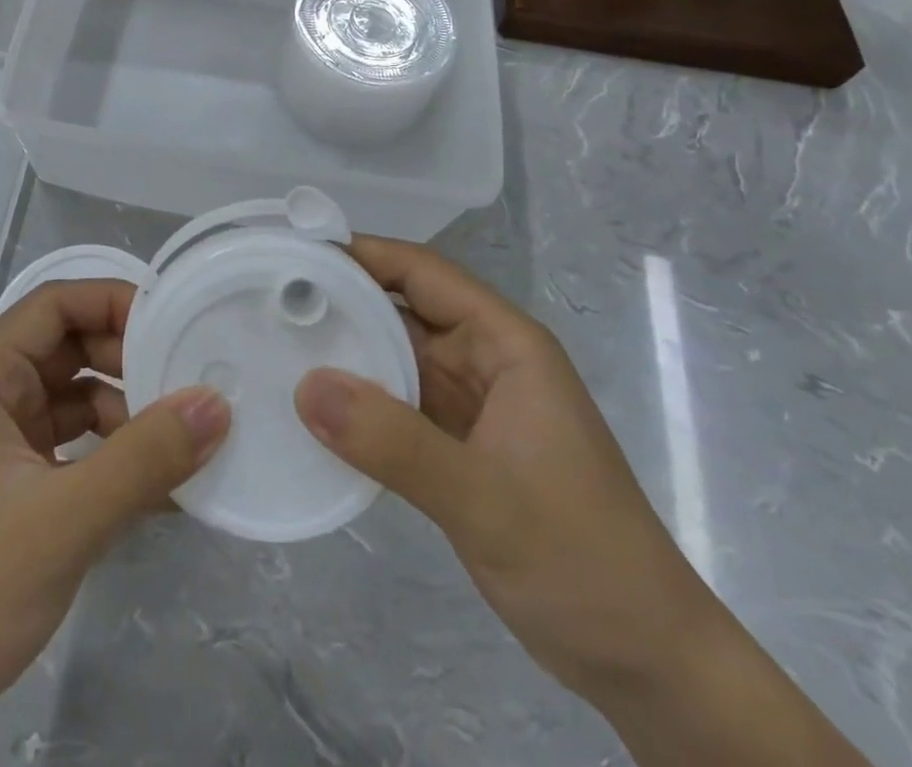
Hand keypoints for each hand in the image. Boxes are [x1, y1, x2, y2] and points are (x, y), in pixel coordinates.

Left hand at [0, 281, 229, 766]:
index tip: (178, 322)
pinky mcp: (11, 486)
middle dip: (130, 361)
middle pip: (71, 347)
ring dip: (128, 413)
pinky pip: (74, 447)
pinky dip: (114, 457)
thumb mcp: (61, 521)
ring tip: (186, 439)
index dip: (116, 301)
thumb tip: (217, 403)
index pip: (57, 304)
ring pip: (76, 398)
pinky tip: (160, 487)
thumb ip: (143, 460)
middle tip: (193, 383)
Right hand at [293, 237, 714, 700]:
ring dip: (344, 348)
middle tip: (265, 296)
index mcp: (505, 344)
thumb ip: (394, 442)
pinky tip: (311, 404)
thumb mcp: (485, 499)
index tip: (294, 249)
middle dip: (341, 297)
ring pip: (395, 355)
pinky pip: (396, 403)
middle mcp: (485, 360)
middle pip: (402, 308)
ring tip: (273, 339)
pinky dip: (357, 398)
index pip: (423, 272)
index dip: (362, 253)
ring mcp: (470, 404)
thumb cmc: (582, 561)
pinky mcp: (456, 445)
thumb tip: (305, 386)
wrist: (646, 663)